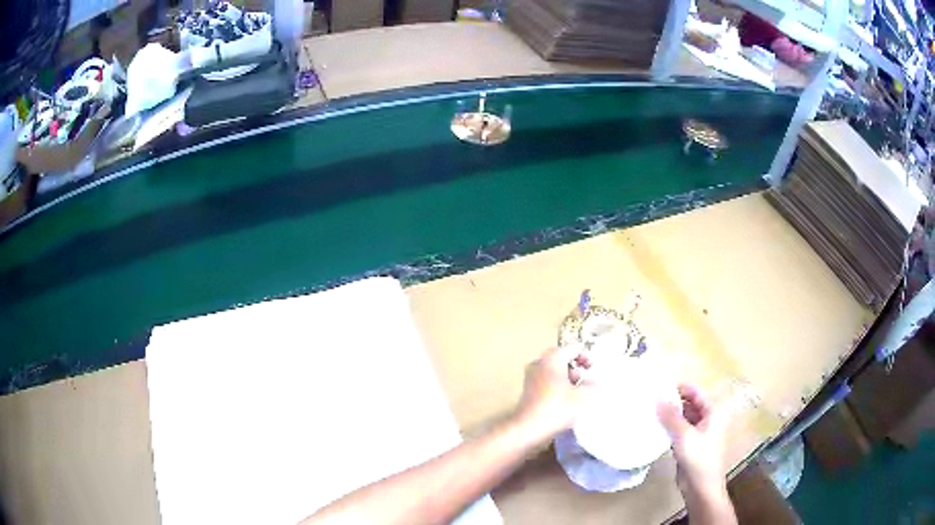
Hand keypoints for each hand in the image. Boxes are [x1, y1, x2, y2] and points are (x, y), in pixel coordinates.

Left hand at [513, 347, 589, 441]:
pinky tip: (565, 401)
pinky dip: (557, 386)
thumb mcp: (583, 396)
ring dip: (567, 378)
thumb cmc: (558, 407)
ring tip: (578, 392)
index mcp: (552, 358)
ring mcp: (531, 376)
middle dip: (576, 368)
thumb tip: (597, 382)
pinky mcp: (528, 390)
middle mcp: (539, 362)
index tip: (594, 369)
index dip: (586, 356)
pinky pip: (547, 381)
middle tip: (586, 380)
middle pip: (562, 359)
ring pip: (554, 371)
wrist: (529, 428)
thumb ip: (593, 385)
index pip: (573, 348)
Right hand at [657, 384, 729, 505]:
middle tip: (650, 399)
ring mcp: (700, 432)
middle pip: (689, 403)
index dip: (678, 387)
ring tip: (649, 411)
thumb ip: (671, 416)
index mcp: (713, 411)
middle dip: (672, 401)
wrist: (701, 486)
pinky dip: (669, 427)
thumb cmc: (698, 458)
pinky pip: (679, 430)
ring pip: (683, 417)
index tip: (657, 386)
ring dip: (669, 415)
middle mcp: (708, 418)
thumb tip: (658, 397)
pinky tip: (654, 428)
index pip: (695, 391)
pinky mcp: (690, 444)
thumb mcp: (683, 435)